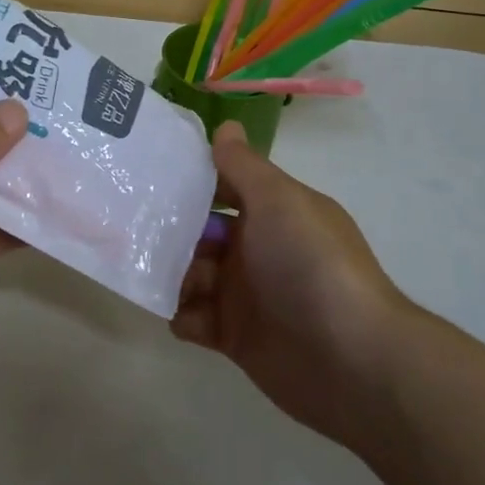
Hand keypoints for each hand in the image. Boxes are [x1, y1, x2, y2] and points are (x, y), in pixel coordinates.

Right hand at [173, 121, 415, 448]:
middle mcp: (255, 248)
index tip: (147, 174)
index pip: (222, 187)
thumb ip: (244, 166)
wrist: (350, 358)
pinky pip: (194, 319)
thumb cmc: (311, 264)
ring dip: (172, 274)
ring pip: (190, 274)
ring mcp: (244, 294)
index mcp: (270, 212)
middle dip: (170, 231)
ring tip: (155, 275)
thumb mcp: (278, 201)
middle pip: (199, 232)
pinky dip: (182, 316)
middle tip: (134, 229)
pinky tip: (181, 314)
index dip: (190, 180)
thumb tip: (226, 126)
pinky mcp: (234, 336)